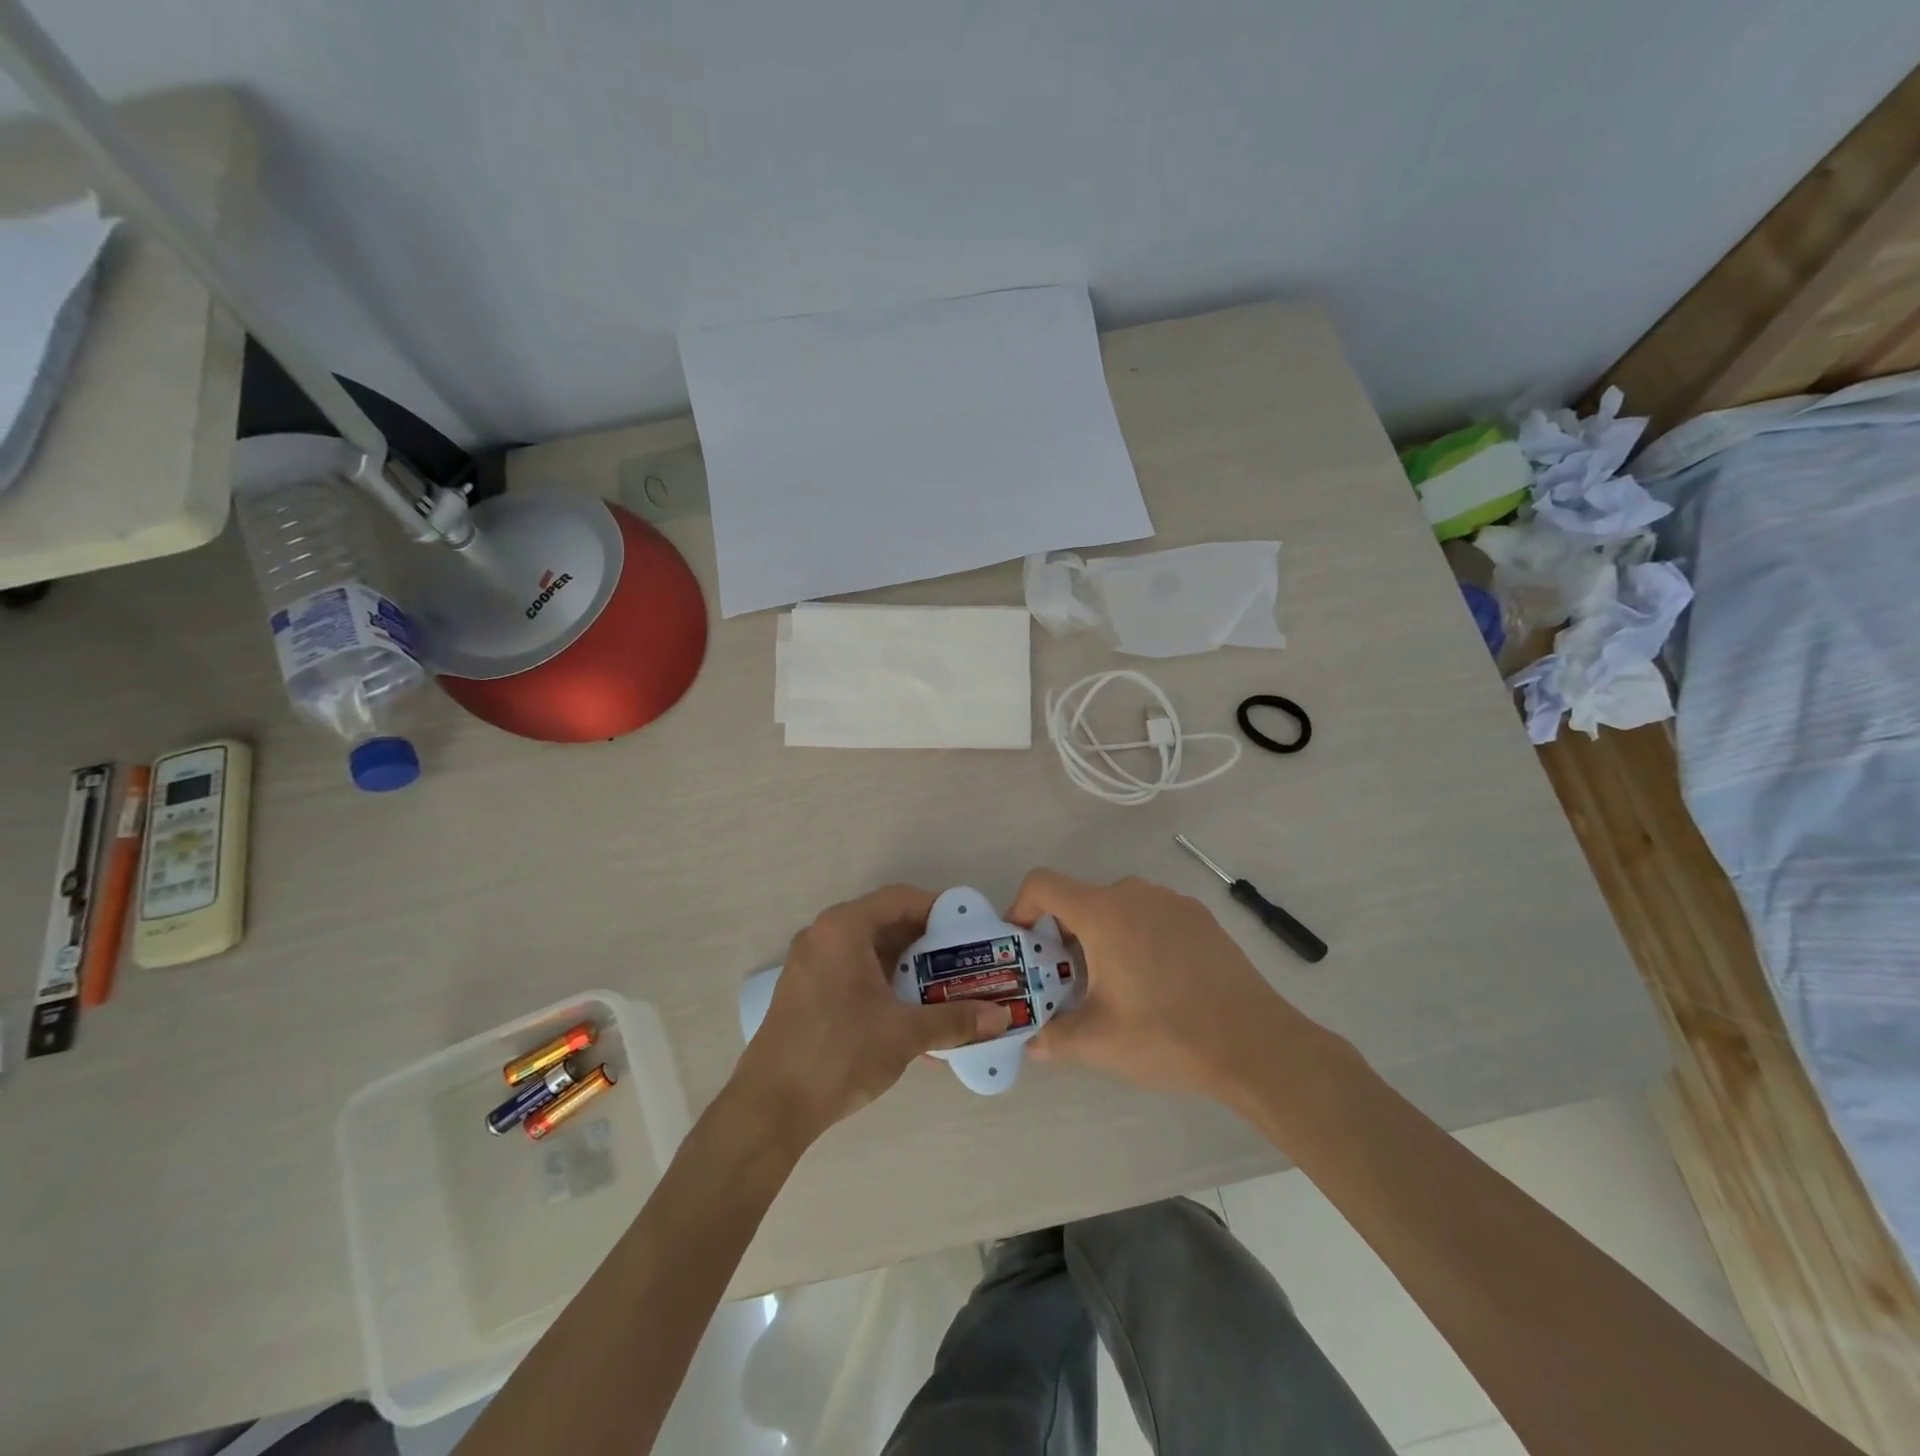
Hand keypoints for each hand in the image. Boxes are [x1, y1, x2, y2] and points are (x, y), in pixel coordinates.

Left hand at [731, 884, 1011, 1149]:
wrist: (770, 1107)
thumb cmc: (840, 1053)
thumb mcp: (905, 1033)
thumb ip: (956, 1020)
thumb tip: (1003, 1018)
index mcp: (844, 928)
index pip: (900, 899)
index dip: (939, 909)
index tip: (970, 929)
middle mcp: (823, 935)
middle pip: (884, 922)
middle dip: (926, 941)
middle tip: (962, 960)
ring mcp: (809, 963)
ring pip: (868, 950)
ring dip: (906, 965)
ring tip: (943, 986)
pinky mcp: (804, 990)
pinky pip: (851, 971)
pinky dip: (882, 982)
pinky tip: (908, 1012)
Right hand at [1009, 870, 1309, 1101]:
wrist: (1255, 1042)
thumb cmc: (1166, 1034)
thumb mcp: (1099, 1041)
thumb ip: (1054, 1036)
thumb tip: (1031, 1043)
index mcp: (1102, 912)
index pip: (1042, 884)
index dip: (1020, 907)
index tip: (1022, 944)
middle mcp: (1134, 893)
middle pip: (1080, 899)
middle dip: (1063, 935)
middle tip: (1067, 981)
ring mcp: (1171, 901)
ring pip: (1117, 908)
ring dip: (1101, 937)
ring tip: (1114, 986)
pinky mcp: (1199, 916)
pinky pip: (1150, 915)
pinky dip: (1136, 937)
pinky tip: (1156, 982)